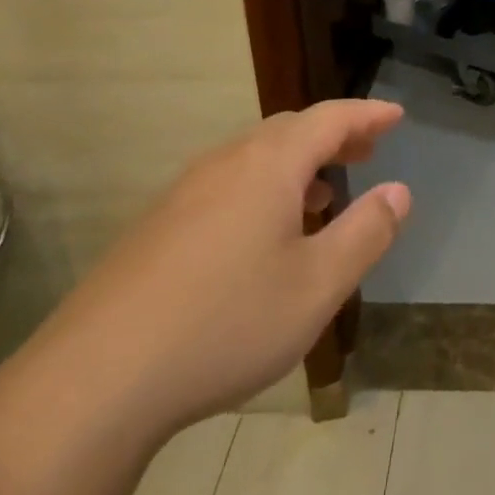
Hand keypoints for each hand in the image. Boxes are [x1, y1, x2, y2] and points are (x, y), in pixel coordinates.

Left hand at [33, 100, 409, 442]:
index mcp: (269, 165)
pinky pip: (226, 183)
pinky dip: (263, 187)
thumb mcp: (318, 286)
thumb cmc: (225, 324)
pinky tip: (264, 234)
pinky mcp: (157, 225)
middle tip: (367, 150)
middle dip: (334, 135)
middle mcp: (226, 163)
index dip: (368, 114)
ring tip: (324, 194)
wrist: (95, 379)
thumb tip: (399, 191)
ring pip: (254, 156)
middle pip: (290, 129)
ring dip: (298, 163)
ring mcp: (184, 192)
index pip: (330, 119)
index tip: (396, 116)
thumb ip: (366, 233)